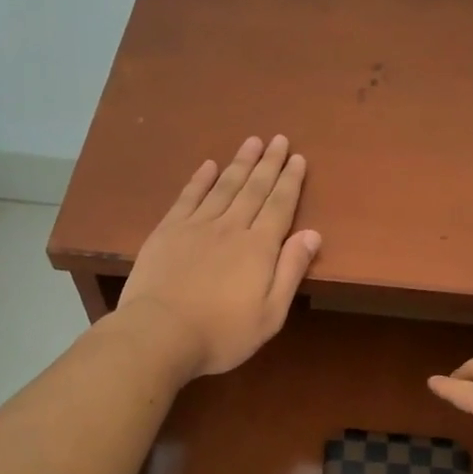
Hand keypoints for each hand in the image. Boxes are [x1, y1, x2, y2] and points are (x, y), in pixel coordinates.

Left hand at [114, 136, 320, 378]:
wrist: (160, 334)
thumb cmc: (222, 333)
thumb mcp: (270, 314)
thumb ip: (291, 271)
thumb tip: (312, 233)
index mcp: (259, 248)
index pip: (280, 206)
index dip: (290, 181)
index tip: (297, 158)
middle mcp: (231, 227)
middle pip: (254, 189)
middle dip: (269, 163)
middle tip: (278, 139)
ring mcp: (196, 226)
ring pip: (223, 186)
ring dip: (239, 163)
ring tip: (252, 142)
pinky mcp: (168, 231)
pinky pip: (188, 197)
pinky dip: (200, 179)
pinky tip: (208, 165)